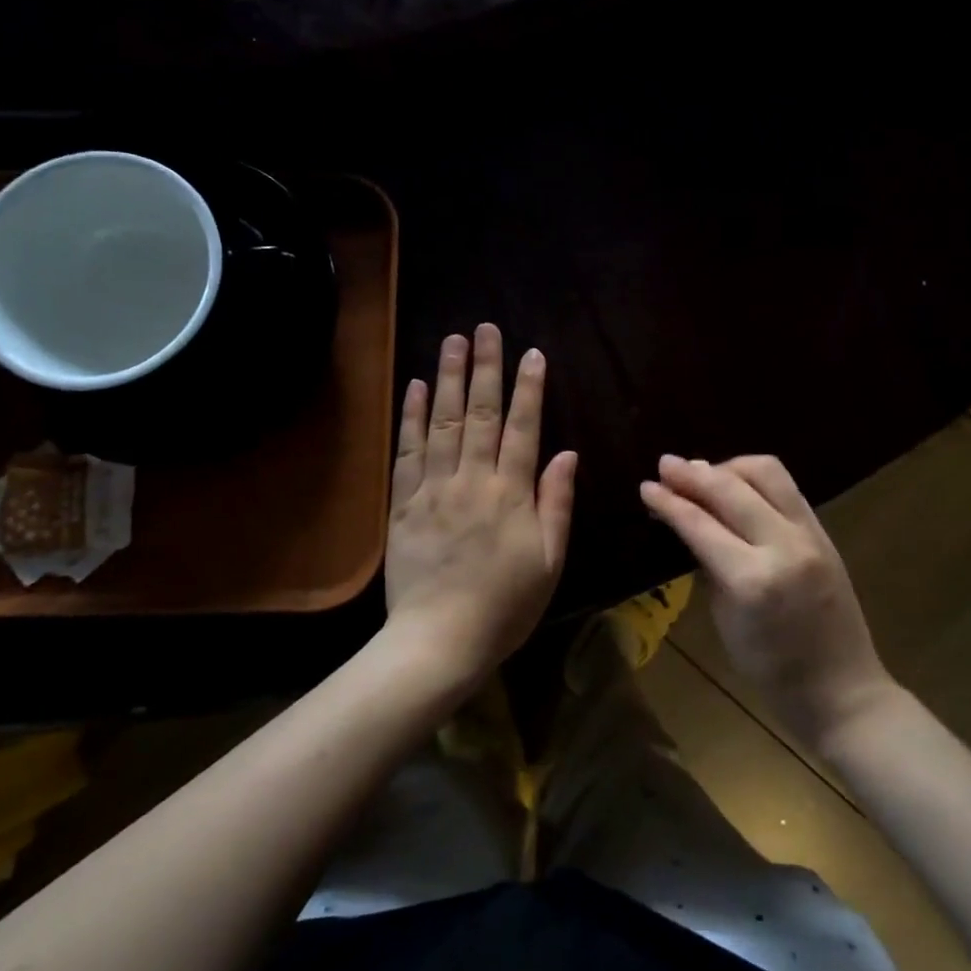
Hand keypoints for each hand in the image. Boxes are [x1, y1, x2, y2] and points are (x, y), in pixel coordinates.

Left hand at [384, 324, 576, 690]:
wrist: (438, 641)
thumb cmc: (505, 606)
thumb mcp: (548, 561)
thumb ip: (556, 503)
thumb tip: (567, 453)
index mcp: (511, 494)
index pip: (523, 428)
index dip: (529, 389)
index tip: (532, 354)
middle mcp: (473, 480)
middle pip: (480, 413)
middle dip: (485, 368)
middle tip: (485, 328)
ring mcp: (434, 488)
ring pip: (442, 422)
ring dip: (447, 378)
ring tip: (452, 341)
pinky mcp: (404, 503)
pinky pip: (407, 451)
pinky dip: (411, 417)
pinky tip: (415, 387)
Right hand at [641, 454, 893, 749]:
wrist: (843, 690)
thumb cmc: (771, 670)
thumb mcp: (724, 619)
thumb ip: (706, 564)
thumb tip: (685, 521)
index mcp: (752, 580)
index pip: (699, 525)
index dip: (668, 502)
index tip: (645, 486)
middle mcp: (783, 546)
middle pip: (730, 489)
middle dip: (692, 474)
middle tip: (665, 465)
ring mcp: (810, 535)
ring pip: (765, 473)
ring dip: (728, 466)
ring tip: (702, 472)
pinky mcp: (824, 532)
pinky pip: (786, 487)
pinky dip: (755, 478)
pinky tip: (735, 483)